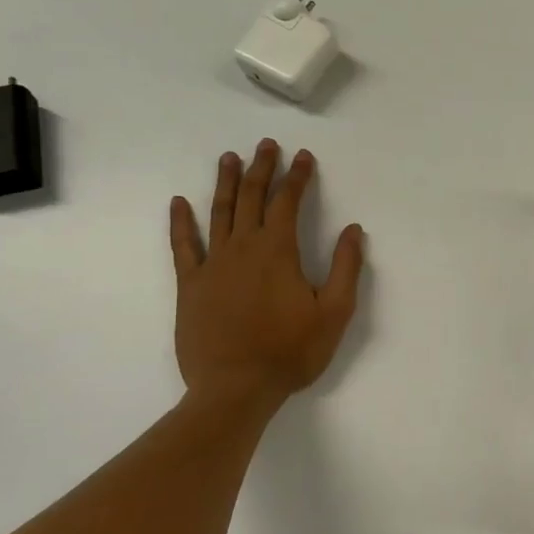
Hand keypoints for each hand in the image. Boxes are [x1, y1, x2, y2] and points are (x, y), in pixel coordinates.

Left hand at [169, 141, 365, 408]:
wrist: (235, 389)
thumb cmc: (291, 352)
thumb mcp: (335, 313)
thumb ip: (346, 268)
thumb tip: (354, 230)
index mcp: (278, 251)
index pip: (288, 202)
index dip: (297, 176)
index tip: (303, 156)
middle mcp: (243, 248)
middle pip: (252, 198)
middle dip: (262, 168)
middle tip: (266, 144)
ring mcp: (212, 265)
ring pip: (219, 213)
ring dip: (226, 183)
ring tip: (229, 158)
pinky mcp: (191, 285)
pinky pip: (183, 245)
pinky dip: (181, 222)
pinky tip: (180, 203)